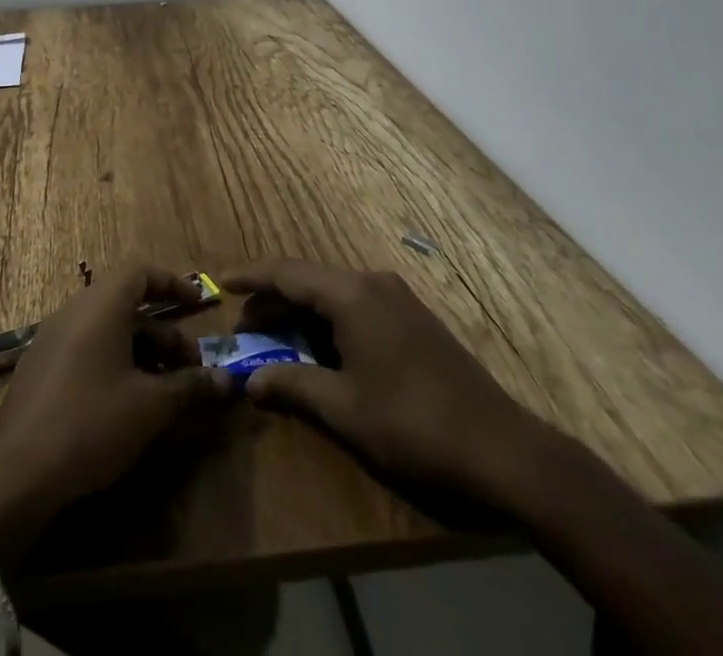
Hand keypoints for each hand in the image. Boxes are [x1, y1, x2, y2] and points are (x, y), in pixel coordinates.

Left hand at [0, 265, 231, 564]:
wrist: (18, 473)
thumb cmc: (92, 422)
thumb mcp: (150, 406)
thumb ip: (190, 387)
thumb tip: (226, 381)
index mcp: (100, 305)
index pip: (140, 271)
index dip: (172, 283)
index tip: (198, 304)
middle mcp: (74, 311)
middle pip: (127, 305)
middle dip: (164, 333)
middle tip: (190, 369)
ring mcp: (52, 340)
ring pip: (107, 331)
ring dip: (142, 353)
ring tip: (165, 393)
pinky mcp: (40, 370)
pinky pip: (86, 350)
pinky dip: (115, 364)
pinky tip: (128, 406)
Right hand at [221, 259, 557, 512]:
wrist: (502, 449)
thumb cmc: (412, 424)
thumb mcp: (344, 409)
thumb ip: (292, 386)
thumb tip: (250, 381)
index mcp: (352, 294)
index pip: (287, 273)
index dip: (251, 276)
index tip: (219, 281)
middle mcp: (373, 284)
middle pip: (309, 281)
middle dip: (273, 301)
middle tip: (243, 327)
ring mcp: (398, 300)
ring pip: (334, 295)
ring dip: (301, 314)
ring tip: (276, 341)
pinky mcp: (414, 321)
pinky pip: (356, 308)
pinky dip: (329, 323)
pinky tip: (321, 351)